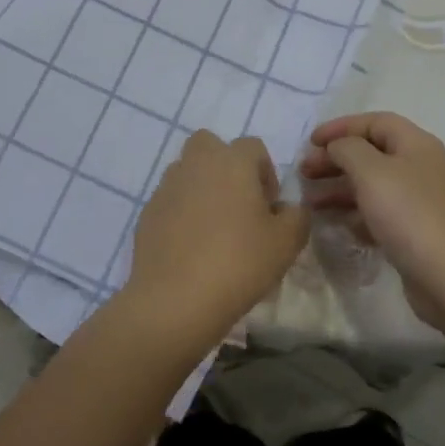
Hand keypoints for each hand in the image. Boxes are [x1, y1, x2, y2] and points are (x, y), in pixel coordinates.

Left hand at [116, 132, 309, 359]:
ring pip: (187, 171)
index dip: (266, 173)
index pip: (253, 147)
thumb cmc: (239, 262)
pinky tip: (191, 247)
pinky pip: (170, 201)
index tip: (270, 208)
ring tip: (213, 229)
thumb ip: (297, 216)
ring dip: (202, 188)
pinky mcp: (148, 212)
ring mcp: (167, 187)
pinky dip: (181, 213)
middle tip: (239, 206)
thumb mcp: (287, 243)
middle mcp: (196, 163)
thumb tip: (287, 209)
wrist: (175, 299)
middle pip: (210, 146)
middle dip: (226, 167)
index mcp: (232, 161)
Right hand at [299, 113, 444, 332]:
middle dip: (335, 159)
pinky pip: (378, 213)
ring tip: (310, 201)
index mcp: (415, 144)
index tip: (311, 142)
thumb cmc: (409, 214)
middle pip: (370, 153)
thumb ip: (347, 149)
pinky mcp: (414, 232)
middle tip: (304, 172)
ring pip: (372, 185)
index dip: (340, 127)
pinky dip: (355, 214)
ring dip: (339, 188)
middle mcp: (419, 167)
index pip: (374, 122)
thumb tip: (338, 146)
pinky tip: (337, 224)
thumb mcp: (371, 171)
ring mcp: (418, 201)